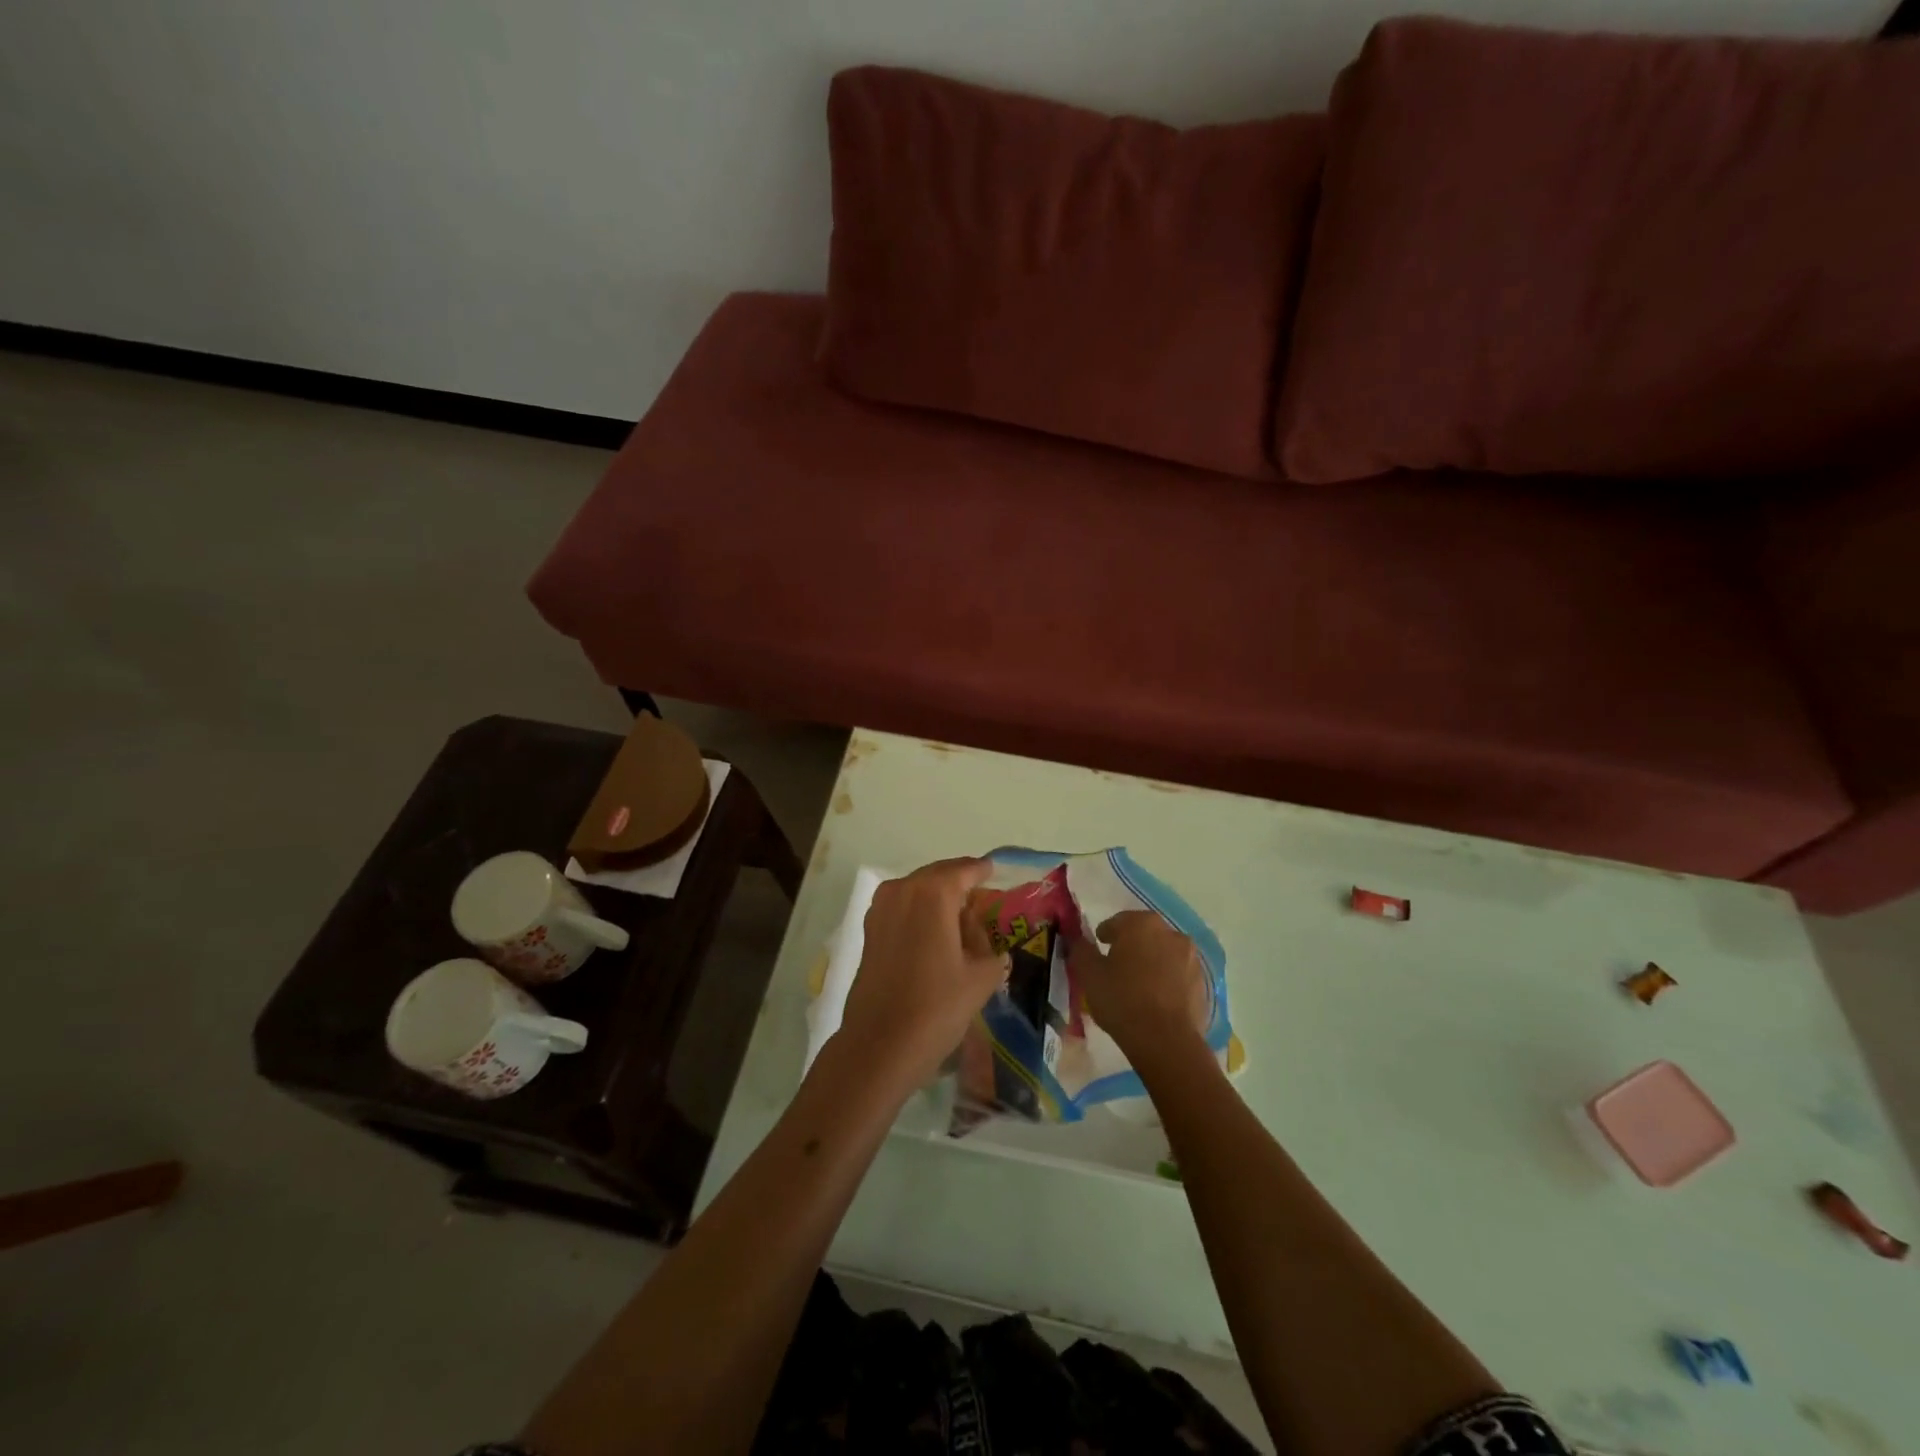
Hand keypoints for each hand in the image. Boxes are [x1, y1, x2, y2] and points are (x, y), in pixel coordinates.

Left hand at [835, 858, 1008, 1093]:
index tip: (996, 871)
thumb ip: (990, 948)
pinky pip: (902, 907)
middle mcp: (903, 890)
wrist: (880, 1045)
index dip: (983, 871)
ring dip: (937, 897)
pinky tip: (934, 933)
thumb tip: (982, 939)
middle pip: (938, 876)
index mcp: (934, 893)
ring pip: (917, 890)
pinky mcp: (869, 929)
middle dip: (960, 883)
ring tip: (959, 917)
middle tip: (982, 896)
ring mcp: (881, 908)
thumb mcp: (981, 977)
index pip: (965, 870)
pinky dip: (919, 912)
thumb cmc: (937, 1007)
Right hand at [1070, 910, 1209, 1065]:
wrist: (1166, 1042)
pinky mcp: (1203, 982)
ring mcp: (1191, 958)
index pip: (1116, 923)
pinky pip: (1178, 975)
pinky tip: (1156, 1002)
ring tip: (1138, 988)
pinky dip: (1167, 981)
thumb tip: (1076, 939)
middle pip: (1143, 935)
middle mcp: (1171, 933)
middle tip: (1116, 970)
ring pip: (1163, 954)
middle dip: (1130, 947)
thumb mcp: (1089, 975)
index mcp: (1141, 924)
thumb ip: (1080, 950)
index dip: (1104, 937)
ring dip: (1151, 963)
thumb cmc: (1122, 1000)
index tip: (1097, 953)